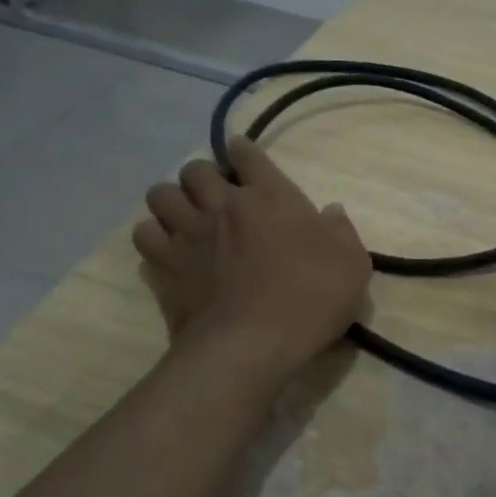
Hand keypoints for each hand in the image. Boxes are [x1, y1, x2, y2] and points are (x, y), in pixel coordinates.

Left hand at [132, 137, 371, 370]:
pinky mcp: (165, 265)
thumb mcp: (351, 264)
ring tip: (185, 219)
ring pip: (160, 194)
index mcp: (271, 196)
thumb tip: (331, 211)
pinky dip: (153, 238)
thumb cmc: (310, 298)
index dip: (243, 152)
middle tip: (215, 197)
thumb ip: (341, 231)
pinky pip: (144, 235)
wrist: (251, 344)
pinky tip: (167, 251)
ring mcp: (189, 234)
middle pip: (195, 169)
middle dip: (203, 177)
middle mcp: (224, 204)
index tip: (244, 160)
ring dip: (172, 202)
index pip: (247, 153)